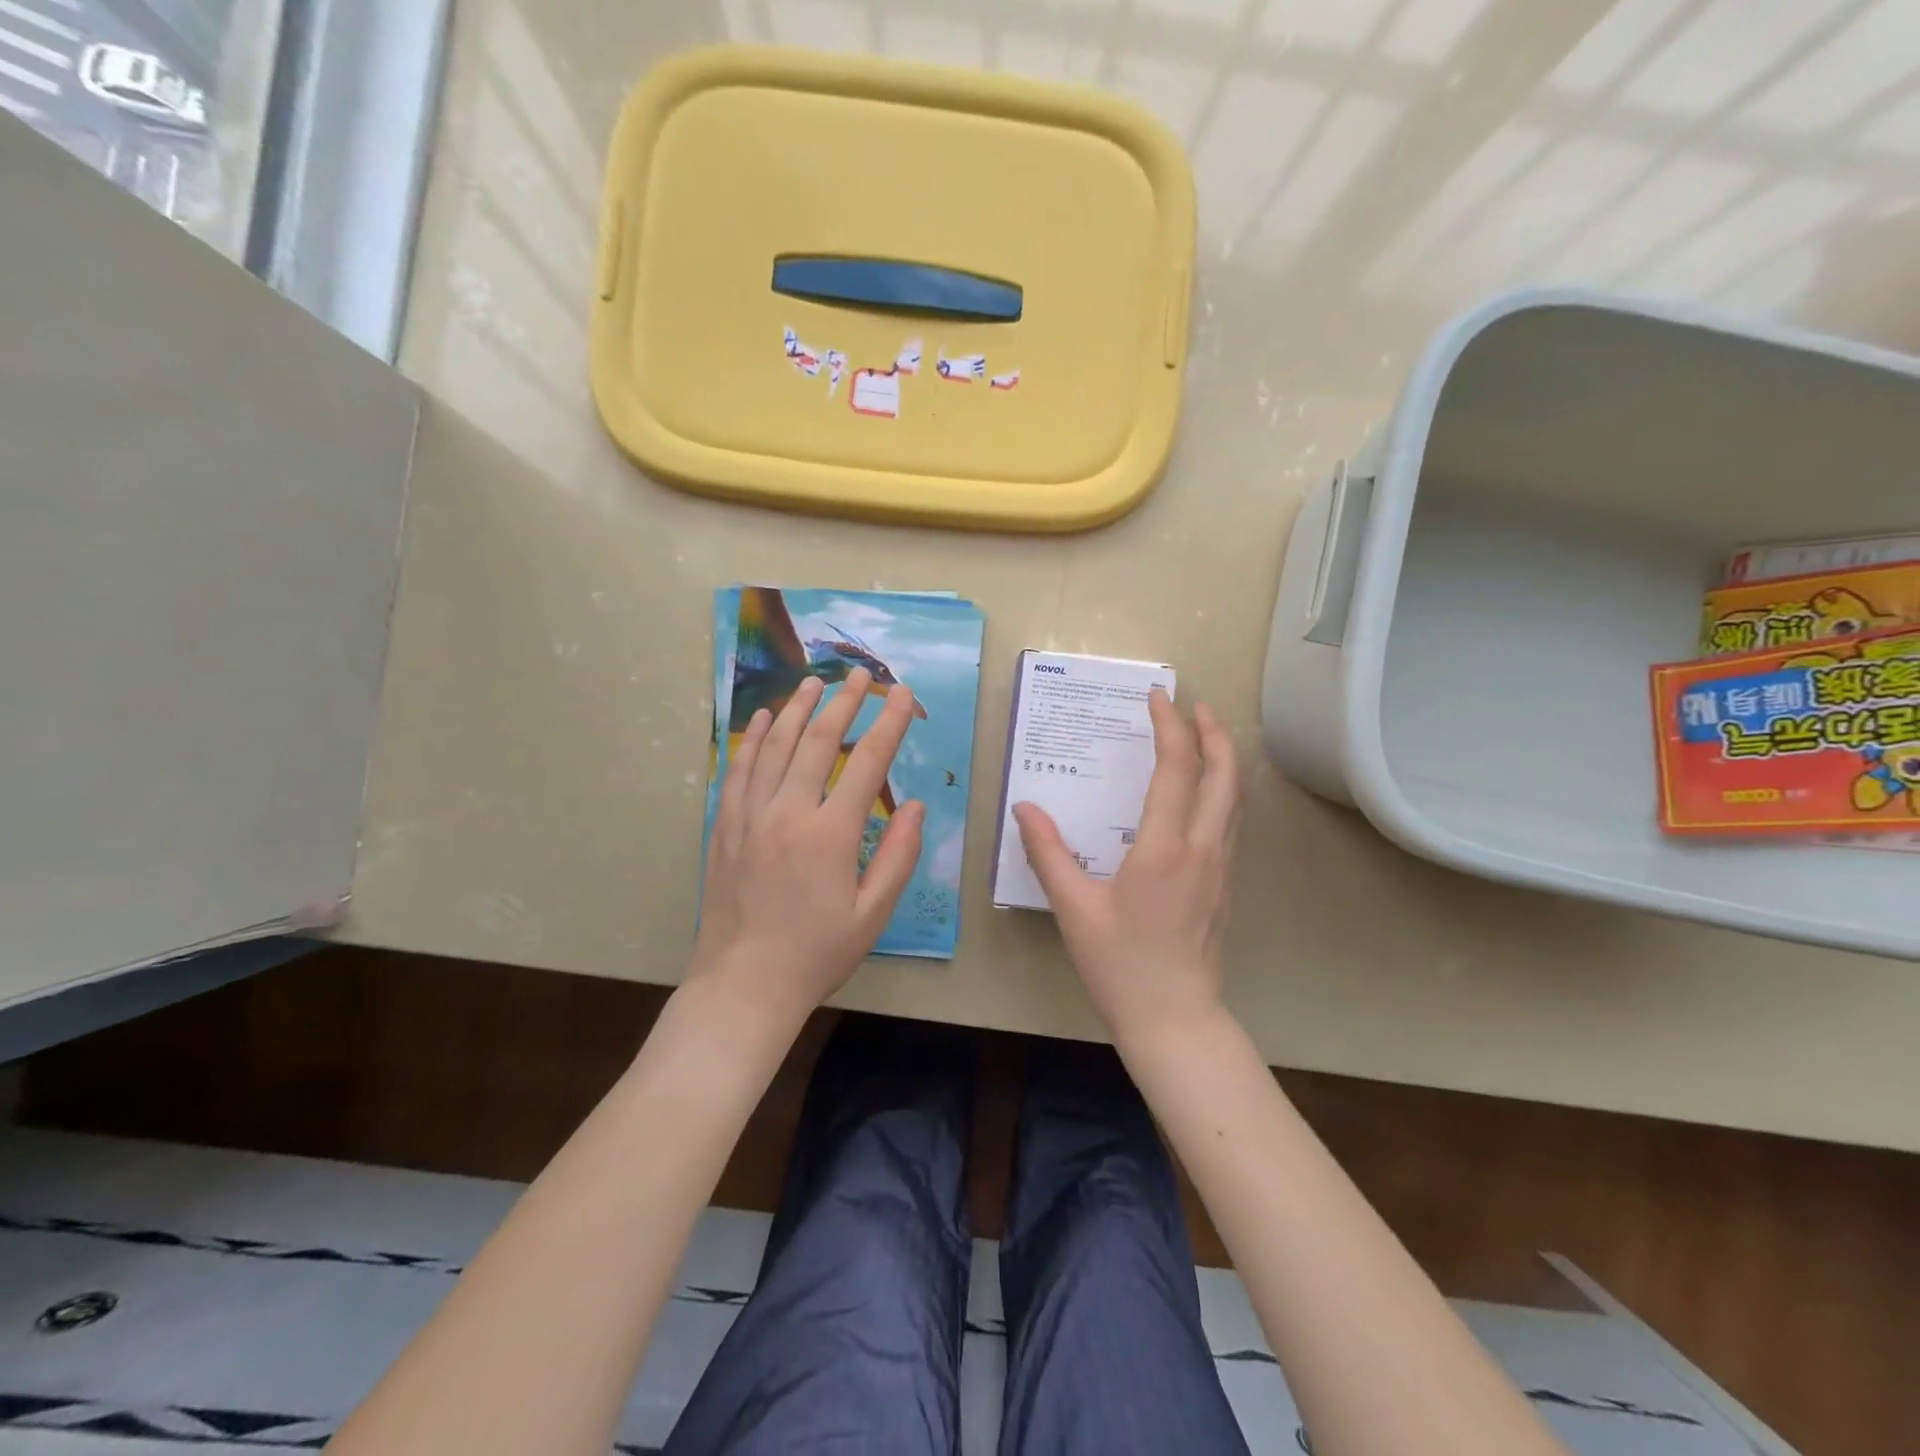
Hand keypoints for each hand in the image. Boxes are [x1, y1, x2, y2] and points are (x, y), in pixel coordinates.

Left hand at [691, 669, 924, 1028]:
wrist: (743, 984)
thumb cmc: (816, 953)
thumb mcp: (873, 913)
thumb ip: (898, 855)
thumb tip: (918, 806)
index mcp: (830, 834)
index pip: (867, 763)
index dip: (888, 723)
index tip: (901, 694)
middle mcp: (788, 813)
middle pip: (817, 742)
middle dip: (842, 702)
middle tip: (858, 674)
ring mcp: (749, 816)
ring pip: (773, 747)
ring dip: (795, 709)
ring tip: (812, 682)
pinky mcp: (724, 827)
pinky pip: (738, 770)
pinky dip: (750, 740)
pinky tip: (759, 719)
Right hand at [1013, 691, 1238, 1046]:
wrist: (1175, 1020)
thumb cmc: (1121, 965)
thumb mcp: (1074, 909)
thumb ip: (1048, 854)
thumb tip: (1024, 808)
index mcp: (1165, 849)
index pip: (1176, 770)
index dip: (1170, 727)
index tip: (1157, 698)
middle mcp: (1202, 849)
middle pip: (1223, 776)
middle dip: (1213, 733)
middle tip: (1195, 705)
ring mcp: (1220, 868)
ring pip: (1234, 799)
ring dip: (1224, 759)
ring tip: (1207, 735)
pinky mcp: (1224, 885)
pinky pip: (1231, 822)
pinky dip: (1222, 790)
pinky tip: (1204, 794)